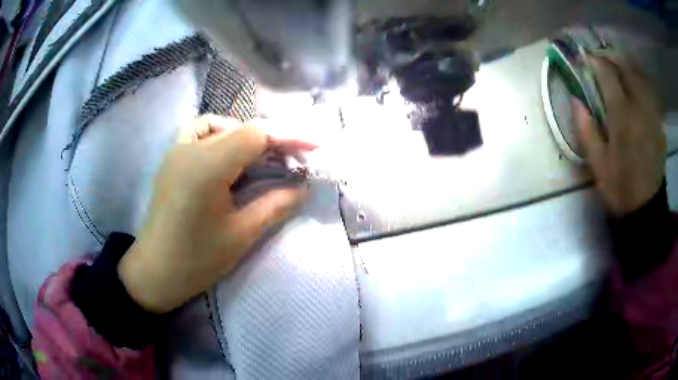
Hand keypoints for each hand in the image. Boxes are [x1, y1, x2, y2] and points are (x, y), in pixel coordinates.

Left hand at [118, 115, 314, 312]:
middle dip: (274, 141)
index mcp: (208, 167)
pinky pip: (199, 131)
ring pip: (222, 126)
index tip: (315, 147)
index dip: (290, 136)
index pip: (257, 134)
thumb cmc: (197, 260)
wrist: (155, 271)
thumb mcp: (242, 234)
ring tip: (264, 159)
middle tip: (296, 161)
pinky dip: (220, 134)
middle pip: (242, 129)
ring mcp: (177, 150)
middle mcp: (190, 148)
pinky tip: (228, 153)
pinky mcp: (172, 158)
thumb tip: (304, 188)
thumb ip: (276, 204)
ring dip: (249, 137)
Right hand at [574, 55, 665, 215]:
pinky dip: (638, 81)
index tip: (584, 58)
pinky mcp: (657, 121)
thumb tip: (575, 101)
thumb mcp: (598, 164)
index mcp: (622, 115)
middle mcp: (639, 107)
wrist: (647, 208)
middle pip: (625, 67)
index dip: (594, 61)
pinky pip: (648, 90)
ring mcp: (651, 112)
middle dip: (610, 57)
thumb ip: (586, 130)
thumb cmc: (621, 187)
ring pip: (638, 75)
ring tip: (615, 67)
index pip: (607, 74)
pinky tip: (632, 85)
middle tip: (600, 59)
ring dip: (625, 66)